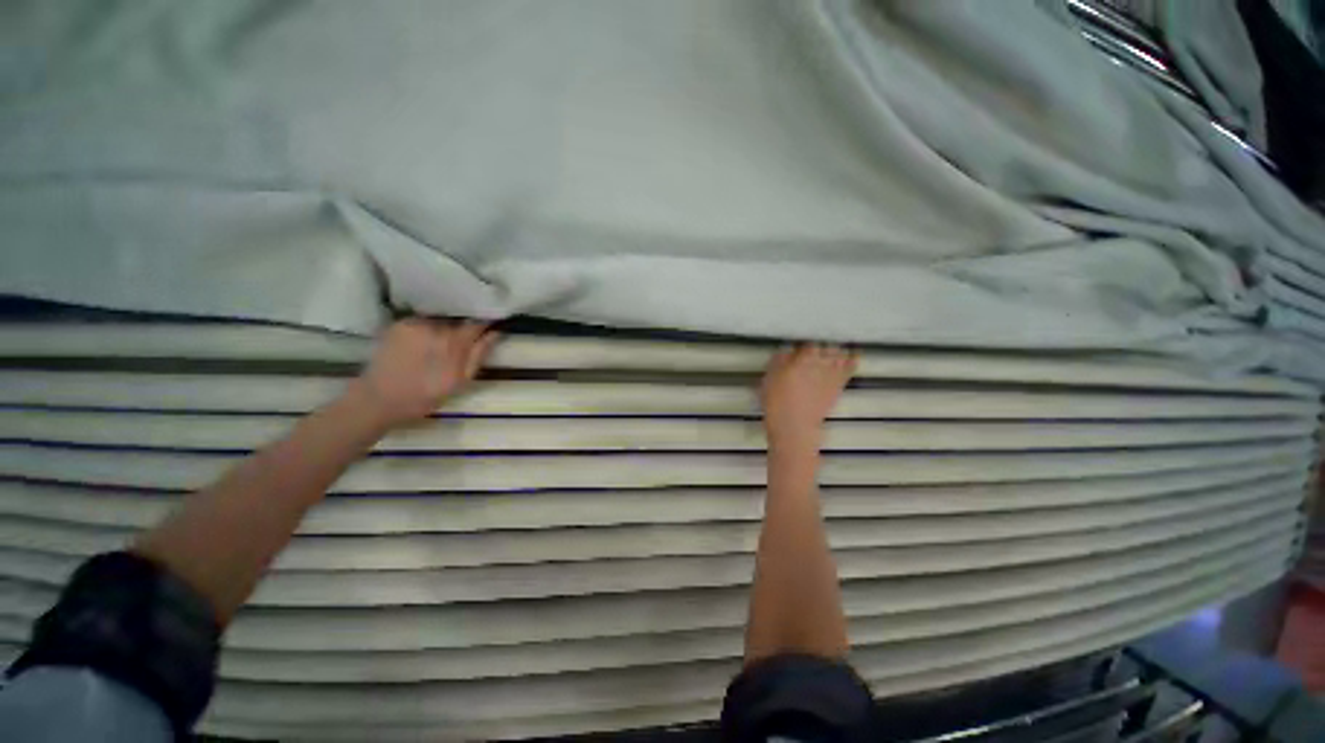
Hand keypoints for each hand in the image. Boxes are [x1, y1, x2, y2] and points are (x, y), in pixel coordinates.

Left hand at [349, 318, 499, 427]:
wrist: (379, 399)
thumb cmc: (425, 396)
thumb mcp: (461, 381)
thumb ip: (479, 354)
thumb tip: (495, 332)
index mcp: (454, 342)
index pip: (477, 322)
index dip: (485, 323)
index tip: (490, 327)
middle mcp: (435, 327)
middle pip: (458, 320)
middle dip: (463, 328)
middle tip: (463, 342)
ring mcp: (415, 323)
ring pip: (440, 320)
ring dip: (444, 328)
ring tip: (441, 343)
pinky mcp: (399, 324)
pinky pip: (422, 321)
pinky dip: (427, 328)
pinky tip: (423, 342)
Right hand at [760, 344, 856, 452]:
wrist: (794, 425)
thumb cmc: (777, 400)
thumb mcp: (770, 376)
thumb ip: (780, 359)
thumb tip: (788, 349)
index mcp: (804, 357)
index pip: (810, 340)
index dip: (805, 340)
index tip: (800, 341)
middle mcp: (822, 361)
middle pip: (827, 343)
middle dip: (822, 343)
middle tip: (815, 345)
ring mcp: (833, 372)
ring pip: (840, 351)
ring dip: (835, 348)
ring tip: (830, 348)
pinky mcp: (839, 384)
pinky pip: (851, 366)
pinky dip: (852, 358)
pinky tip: (852, 354)